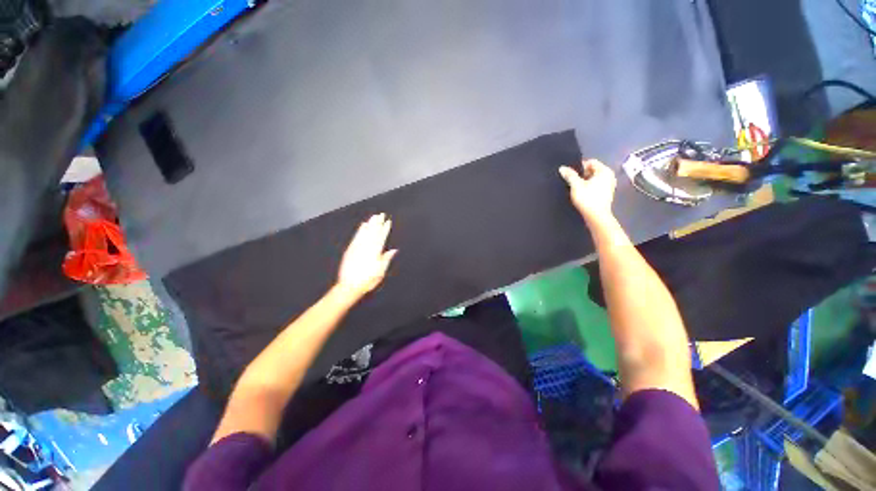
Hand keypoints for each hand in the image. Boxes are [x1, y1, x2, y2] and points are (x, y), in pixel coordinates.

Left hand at [336, 213, 397, 297]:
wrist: (350, 286)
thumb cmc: (368, 281)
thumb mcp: (380, 272)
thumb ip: (386, 259)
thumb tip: (393, 250)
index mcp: (375, 252)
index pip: (382, 237)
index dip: (385, 229)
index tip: (388, 221)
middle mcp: (366, 248)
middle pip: (373, 232)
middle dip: (378, 223)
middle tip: (381, 214)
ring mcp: (357, 248)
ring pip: (365, 233)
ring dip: (370, 224)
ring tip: (373, 217)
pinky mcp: (350, 249)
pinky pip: (356, 237)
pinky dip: (360, 230)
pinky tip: (363, 225)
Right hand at [559, 159, 616, 222]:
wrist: (596, 216)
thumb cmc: (587, 198)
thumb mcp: (576, 185)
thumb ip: (569, 175)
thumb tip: (562, 168)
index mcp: (604, 171)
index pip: (591, 162)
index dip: (579, 166)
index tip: (570, 174)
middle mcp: (610, 176)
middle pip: (593, 170)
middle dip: (582, 174)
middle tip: (572, 181)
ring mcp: (610, 185)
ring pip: (594, 179)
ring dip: (585, 182)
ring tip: (575, 188)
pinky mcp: (607, 194)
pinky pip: (596, 186)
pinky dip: (589, 187)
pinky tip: (582, 194)